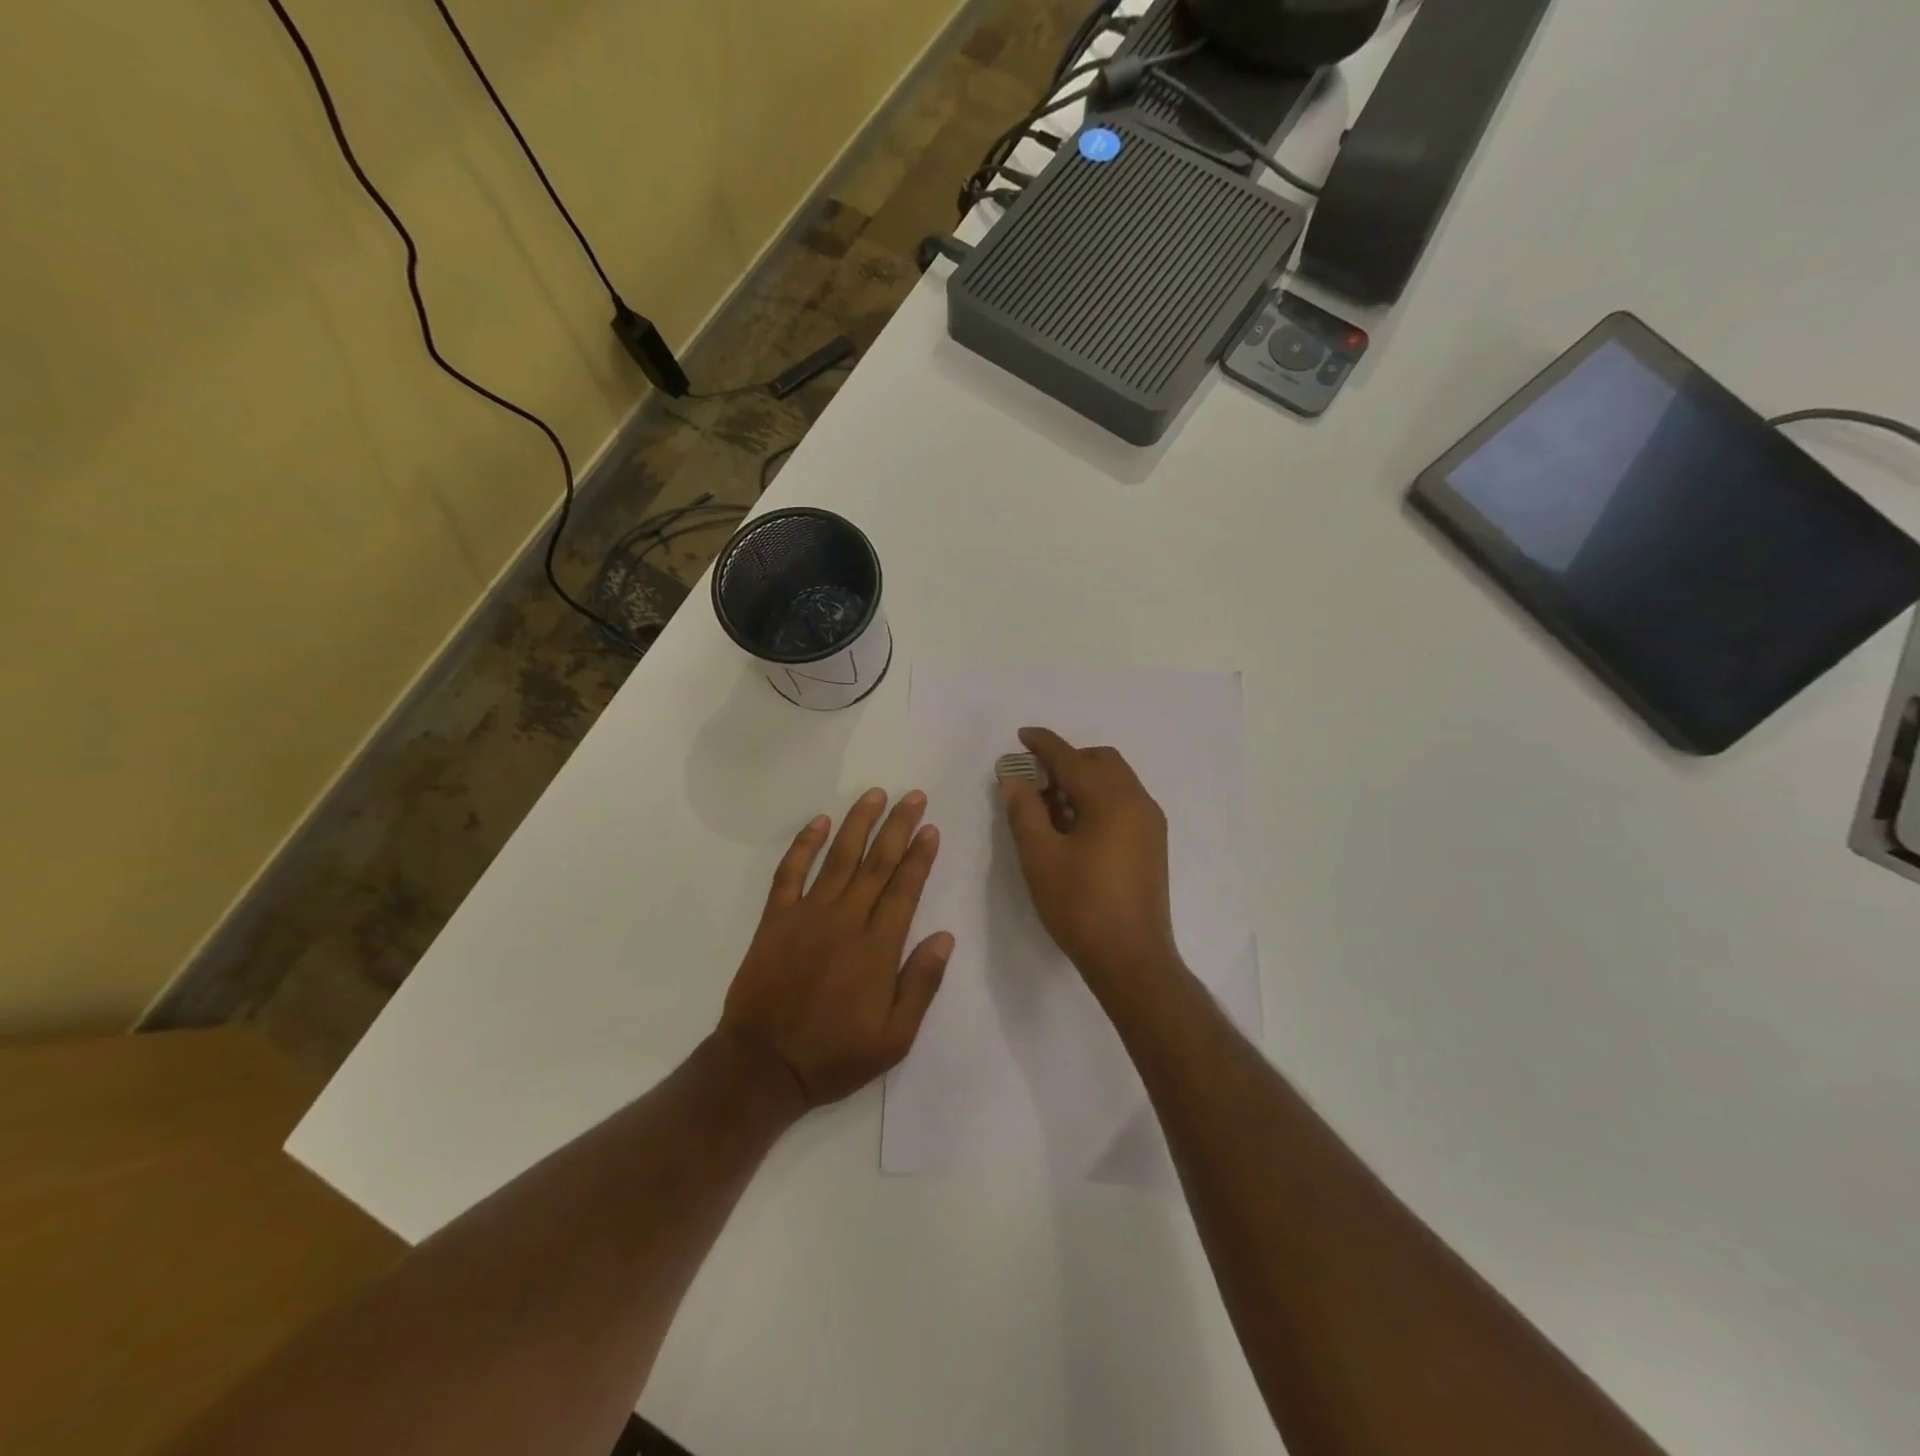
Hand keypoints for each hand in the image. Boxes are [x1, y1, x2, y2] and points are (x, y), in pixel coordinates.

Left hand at [720, 788, 952, 1110]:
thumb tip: (945, 936)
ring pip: (838, 857)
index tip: (930, 828)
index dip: (919, 855)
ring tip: (874, 795)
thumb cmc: (834, 1056)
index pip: (905, 888)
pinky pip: (790, 872)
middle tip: (912, 796)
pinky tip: (818, 822)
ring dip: (858, 823)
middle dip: (898, 826)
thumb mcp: (894, 1038)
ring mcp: (807, 915)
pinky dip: (803, 844)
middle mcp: (845, 920)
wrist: (762, 1066)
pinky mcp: (776, 919)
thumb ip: (921, 984)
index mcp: (877, 947)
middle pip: (877, 862)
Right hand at [1001, 728, 1180, 995]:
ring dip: (1083, 781)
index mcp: (1111, 799)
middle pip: (1101, 761)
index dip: (1043, 744)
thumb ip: (1024, 809)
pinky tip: (1075, 828)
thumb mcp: (1040, 856)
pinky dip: (1098, 800)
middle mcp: (1137, 801)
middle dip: (1066, 761)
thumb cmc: (1080, 905)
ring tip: (1049, 806)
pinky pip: (1124, 803)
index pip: (1071, 758)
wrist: (1131, 959)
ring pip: (1115, 781)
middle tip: (1034, 778)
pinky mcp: (1153, 844)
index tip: (1021, 735)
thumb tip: (1015, 777)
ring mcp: (1150, 824)